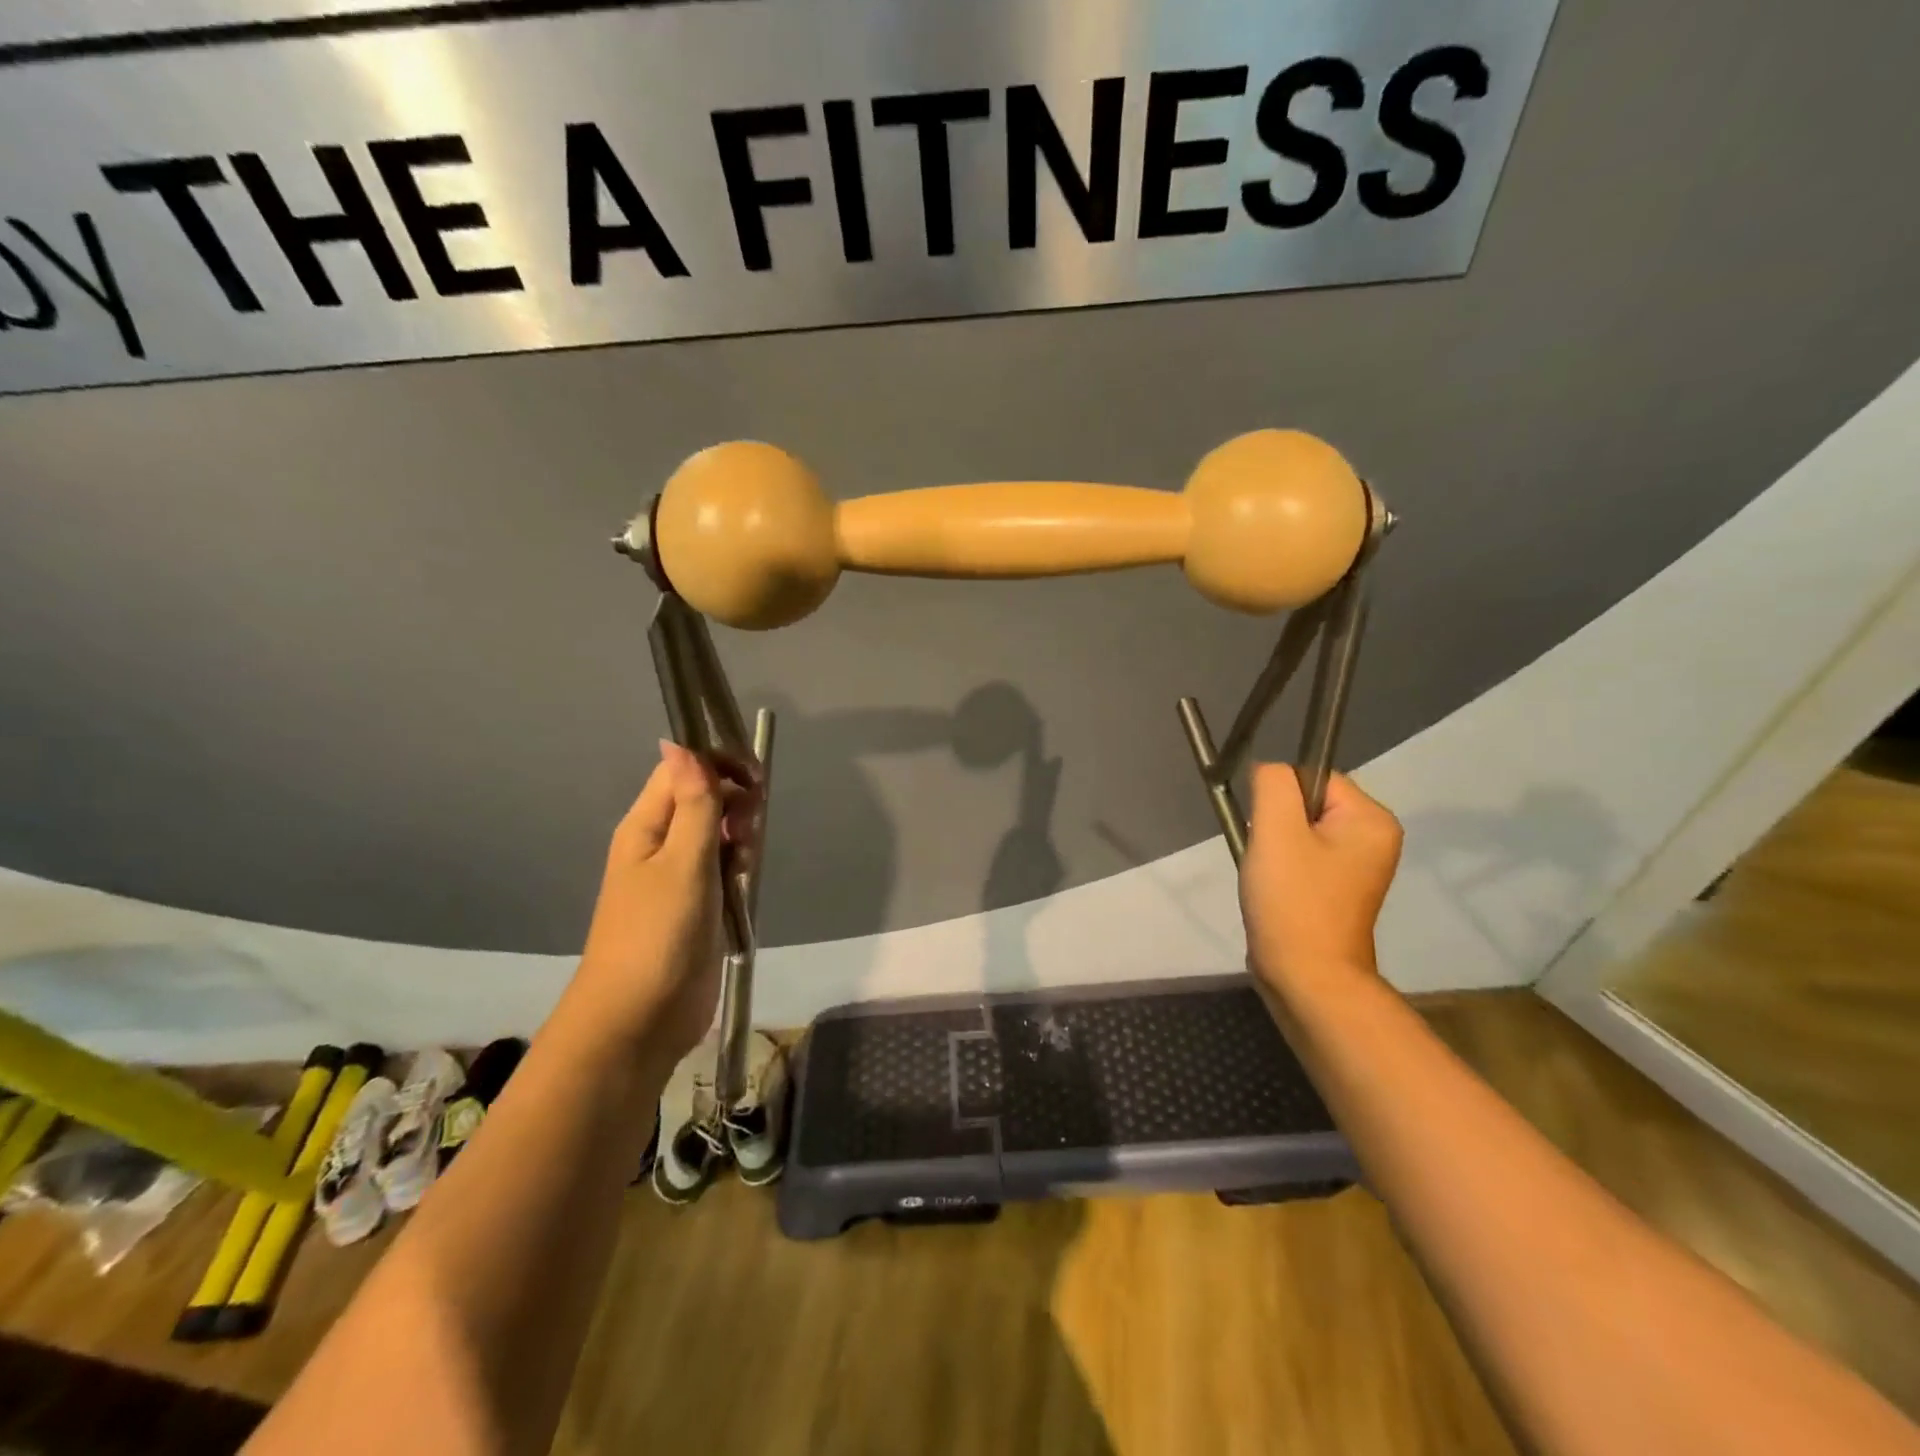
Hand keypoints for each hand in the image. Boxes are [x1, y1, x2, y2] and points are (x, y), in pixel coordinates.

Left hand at [573, 740, 760, 1058]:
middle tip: (748, 832)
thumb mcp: (682, 862)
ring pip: (719, 835)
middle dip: (735, 805)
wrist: (640, 1019)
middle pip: (705, 800)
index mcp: (646, 826)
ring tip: (746, 864)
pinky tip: (747, 883)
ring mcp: (680, 877)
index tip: (754, 780)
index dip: (718, 765)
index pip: (682, 771)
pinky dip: (740, 870)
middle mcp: (661, 844)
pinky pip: (725, 870)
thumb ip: (693, 804)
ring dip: (740, 839)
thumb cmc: (657, 933)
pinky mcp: (699, 906)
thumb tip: (679, 743)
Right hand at [1240, 765, 1402, 994]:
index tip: (1269, 833)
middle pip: (1306, 804)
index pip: (1313, 777)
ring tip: (1272, 878)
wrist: (1306, 977)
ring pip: (1299, 832)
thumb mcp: (1276, 829)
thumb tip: (1268, 770)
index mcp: (1372, 819)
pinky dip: (1281, 868)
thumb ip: (1272, 784)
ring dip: (1275, 848)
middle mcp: (1374, 838)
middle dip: (1275, 826)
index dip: (1280, 799)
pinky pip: (1303, 857)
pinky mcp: (1338, 889)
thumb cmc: (1293, 900)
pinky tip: (1276, 891)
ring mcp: (1358, 867)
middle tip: (1270, 859)